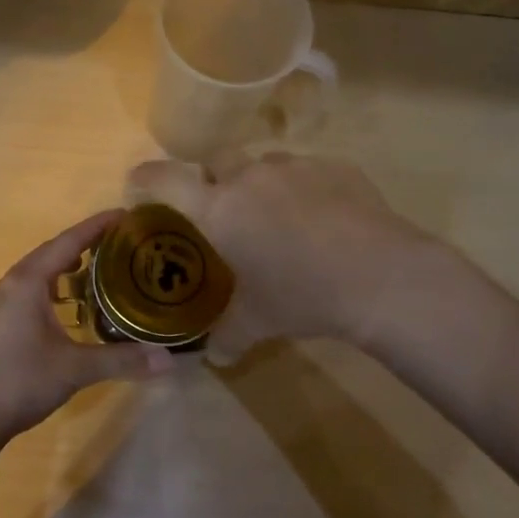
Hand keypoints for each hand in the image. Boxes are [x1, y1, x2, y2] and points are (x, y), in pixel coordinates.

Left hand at [0, 210, 173, 447]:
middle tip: (116, 243)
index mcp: (26, 283)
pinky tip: (64, 307)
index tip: (123, 215)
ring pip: (35, 274)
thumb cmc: (20, 382)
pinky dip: (49, 289)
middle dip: (82, 245)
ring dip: (63, 269)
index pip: (67, 243)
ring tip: (94, 271)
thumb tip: (168, 360)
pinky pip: (25, 292)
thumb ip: (122, 359)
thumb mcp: (75, 368)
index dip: (96, 227)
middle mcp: (7, 285)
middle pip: (49, 254)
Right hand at [127, 153, 436, 361]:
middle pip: (216, 160)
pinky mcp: (335, 166)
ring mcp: (295, 166)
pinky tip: (324, 218)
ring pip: (264, 163)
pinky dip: (304, 188)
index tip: (138, 183)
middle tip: (224, 209)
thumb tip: (212, 357)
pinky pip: (307, 170)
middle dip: (213, 178)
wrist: (380, 276)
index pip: (166, 180)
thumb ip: (225, 336)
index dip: (146, 178)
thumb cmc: (303, 297)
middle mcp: (250, 177)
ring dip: (261, 183)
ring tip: (280, 216)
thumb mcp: (257, 323)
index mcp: (219, 209)